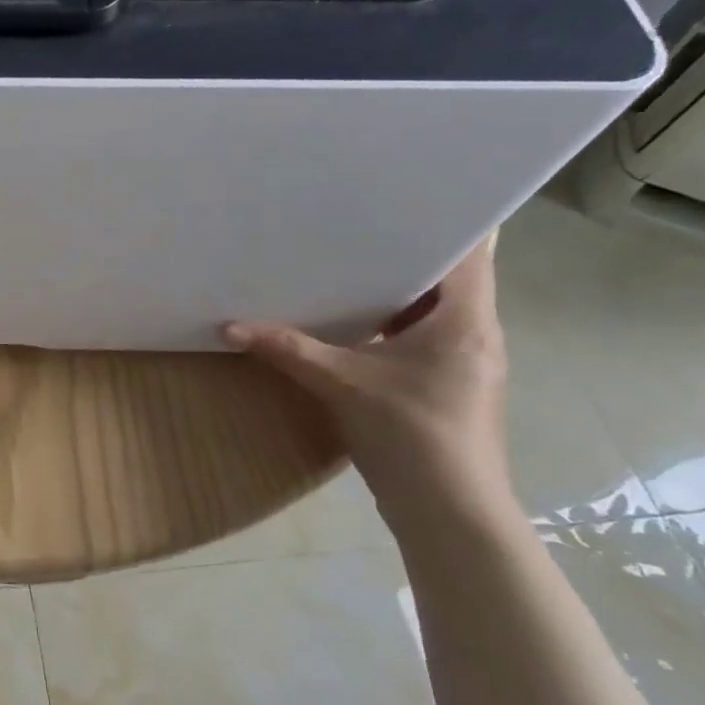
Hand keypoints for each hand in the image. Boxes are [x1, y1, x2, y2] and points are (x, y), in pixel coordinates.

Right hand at [221, 235, 511, 531]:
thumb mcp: (342, 384)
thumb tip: (229, 327)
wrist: (450, 513)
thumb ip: (288, 349)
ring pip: (434, 308)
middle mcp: (475, 333)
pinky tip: (353, 320)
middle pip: (450, 276)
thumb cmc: (411, 435)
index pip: (473, 250)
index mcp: (466, 320)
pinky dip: (392, 322)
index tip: (410, 192)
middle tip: (360, 220)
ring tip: (351, 261)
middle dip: (407, 249)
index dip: (450, 217)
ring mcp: (465, 362)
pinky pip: (422, 336)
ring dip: (397, 288)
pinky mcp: (447, 386)